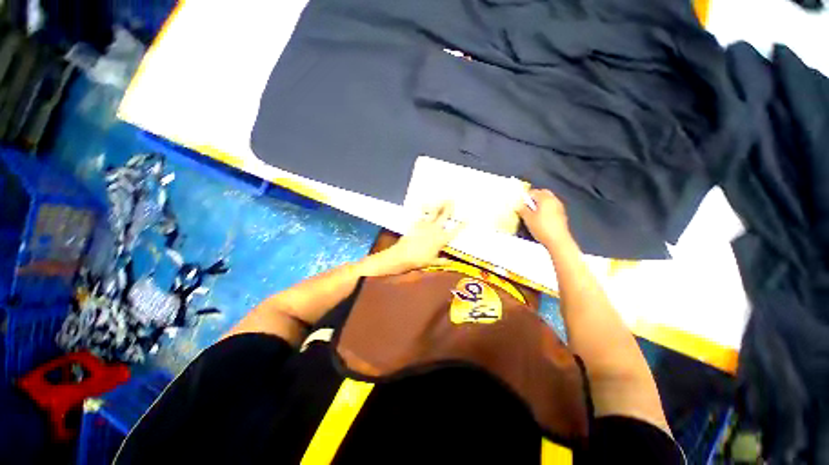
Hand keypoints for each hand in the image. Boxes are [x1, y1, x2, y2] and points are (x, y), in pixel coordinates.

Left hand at [370, 202, 461, 275]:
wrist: (404, 255)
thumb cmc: (419, 260)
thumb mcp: (433, 262)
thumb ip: (443, 261)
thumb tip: (450, 263)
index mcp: (441, 239)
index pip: (454, 231)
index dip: (462, 225)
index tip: (467, 219)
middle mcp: (435, 230)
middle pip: (444, 216)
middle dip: (449, 208)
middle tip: (453, 200)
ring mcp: (425, 225)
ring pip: (434, 212)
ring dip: (439, 205)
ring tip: (442, 199)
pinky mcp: (416, 223)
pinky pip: (422, 214)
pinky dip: (424, 209)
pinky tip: (425, 204)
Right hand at [518, 189, 573, 248]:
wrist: (558, 240)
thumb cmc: (541, 228)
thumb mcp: (528, 219)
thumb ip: (522, 209)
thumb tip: (518, 205)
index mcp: (545, 198)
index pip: (533, 192)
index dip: (525, 196)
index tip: (519, 203)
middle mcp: (553, 200)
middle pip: (543, 193)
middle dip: (534, 197)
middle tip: (526, 205)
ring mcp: (559, 207)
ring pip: (548, 199)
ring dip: (540, 202)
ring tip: (532, 211)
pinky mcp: (561, 214)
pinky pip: (552, 206)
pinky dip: (546, 208)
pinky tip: (540, 217)